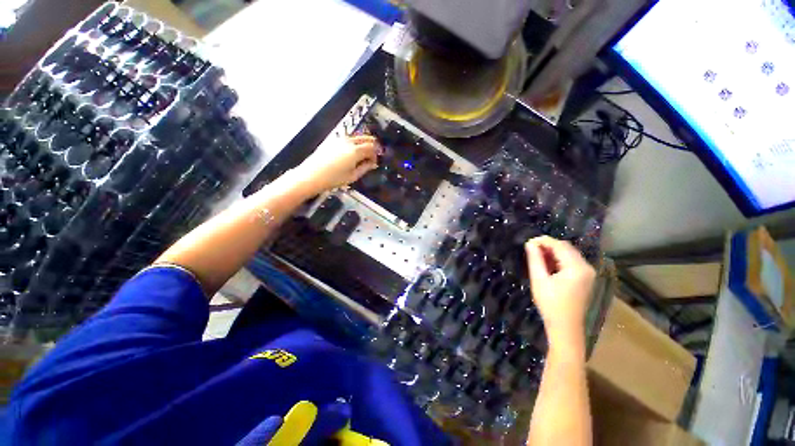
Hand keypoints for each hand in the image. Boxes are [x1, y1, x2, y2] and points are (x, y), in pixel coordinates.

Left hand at [292, 135, 380, 194]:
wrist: (311, 175)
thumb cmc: (333, 179)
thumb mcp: (353, 176)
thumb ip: (365, 168)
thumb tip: (372, 163)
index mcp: (355, 151)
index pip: (372, 148)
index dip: (376, 155)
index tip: (375, 162)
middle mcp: (349, 142)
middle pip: (365, 138)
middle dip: (372, 145)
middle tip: (373, 154)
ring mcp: (340, 139)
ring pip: (357, 137)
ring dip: (363, 143)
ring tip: (364, 153)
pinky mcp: (332, 140)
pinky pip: (348, 138)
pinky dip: (354, 142)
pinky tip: (353, 151)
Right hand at [525, 236, 595, 344]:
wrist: (565, 326)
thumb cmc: (550, 303)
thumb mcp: (539, 279)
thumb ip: (535, 259)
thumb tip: (530, 243)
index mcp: (577, 267)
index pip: (560, 246)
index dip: (543, 241)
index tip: (528, 242)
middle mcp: (586, 267)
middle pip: (566, 248)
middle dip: (548, 246)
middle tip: (530, 249)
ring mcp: (588, 273)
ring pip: (569, 254)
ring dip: (553, 252)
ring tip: (536, 256)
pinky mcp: (585, 278)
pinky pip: (571, 262)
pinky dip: (559, 260)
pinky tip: (547, 264)